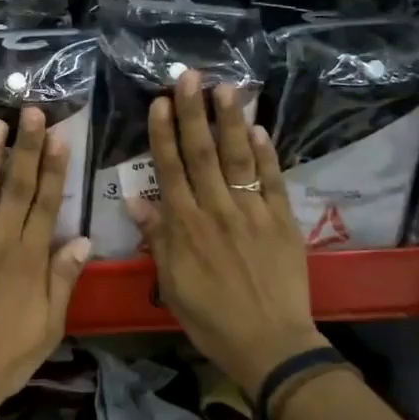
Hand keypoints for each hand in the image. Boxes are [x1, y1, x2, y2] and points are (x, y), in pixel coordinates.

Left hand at [0, 107, 91, 403]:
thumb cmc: (8, 356)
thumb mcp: (49, 325)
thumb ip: (63, 279)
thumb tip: (83, 239)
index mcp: (29, 260)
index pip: (46, 203)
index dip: (53, 169)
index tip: (59, 137)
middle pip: (16, 188)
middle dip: (26, 148)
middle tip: (31, 112)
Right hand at [127, 71, 327, 395]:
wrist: (269, 343)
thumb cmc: (211, 318)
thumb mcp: (172, 284)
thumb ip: (158, 238)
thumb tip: (136, 200)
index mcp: (186, 226)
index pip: (170, 169)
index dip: (163, 133)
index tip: (159, 102)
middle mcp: (216, 209)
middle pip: (202, 153)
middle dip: (194, 112)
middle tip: (189, 76)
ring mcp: (252, 212)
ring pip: (238, 158)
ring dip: (230, 121)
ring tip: (226, 87)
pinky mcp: (282, 221)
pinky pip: (272, 181)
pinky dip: (266, 154)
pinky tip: (260, 129)